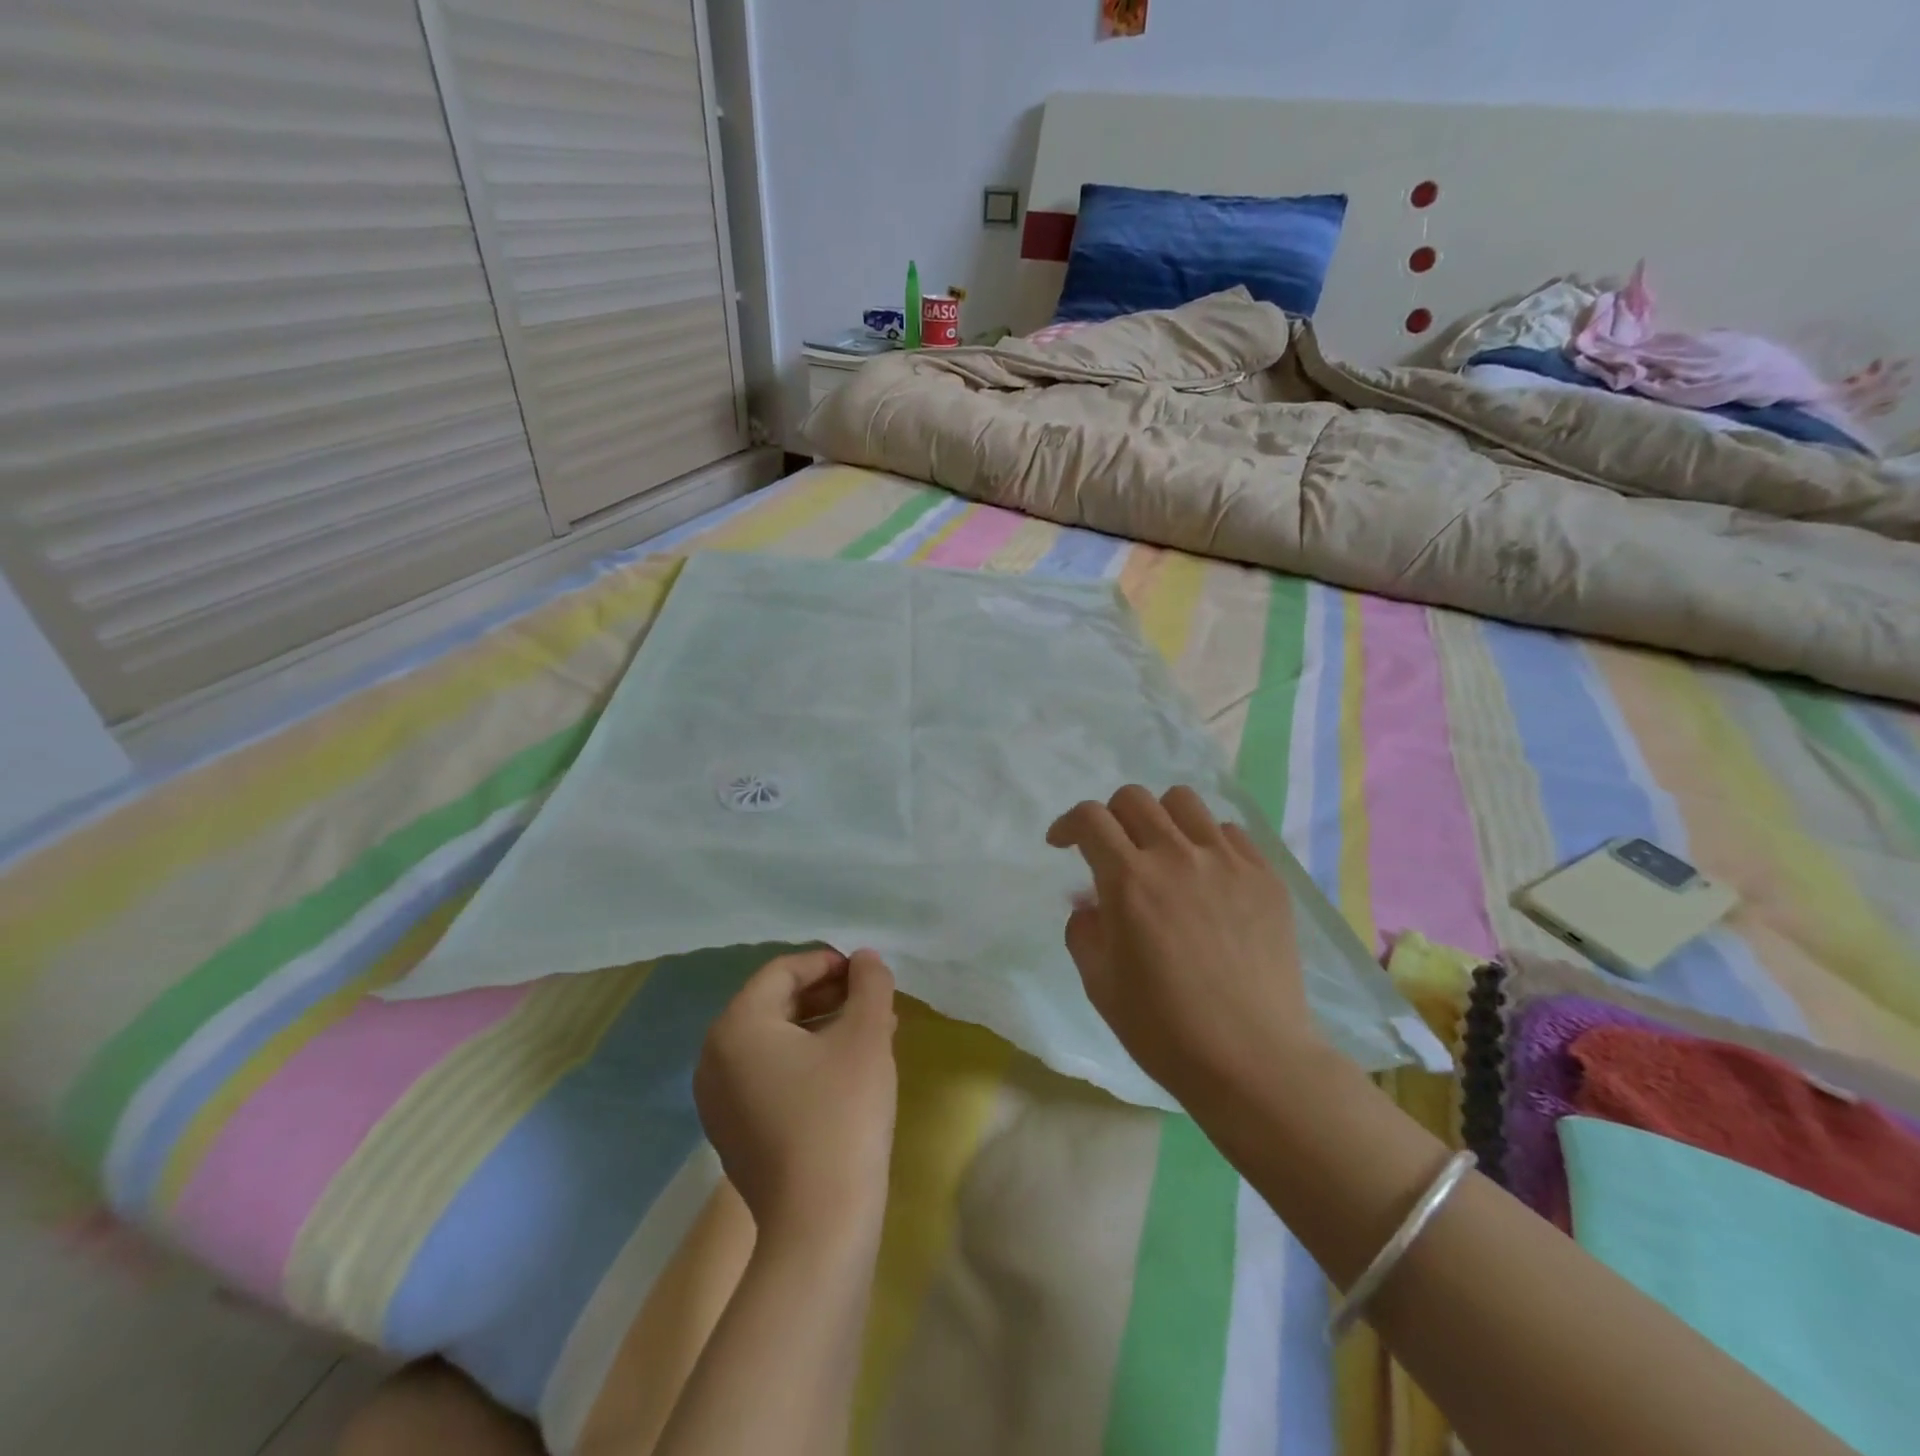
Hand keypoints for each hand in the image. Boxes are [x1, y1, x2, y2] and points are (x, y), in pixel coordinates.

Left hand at [694, 948, 898, 1241]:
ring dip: (819, 1027)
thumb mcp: (867, 1036)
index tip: (866, 972)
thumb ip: (870, 985)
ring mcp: (717, 1100)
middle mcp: (714, 1057)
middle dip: (826, 995)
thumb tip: (866, 959)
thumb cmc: (842, 1114)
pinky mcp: (731, 1133)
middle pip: (773, 1004)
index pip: (782, 972)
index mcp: (738, 1026)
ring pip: (772, 1041)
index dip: (827, 962)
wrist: (819, 1226)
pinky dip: (802, 1061)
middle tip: (870, 1001)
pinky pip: (766, 1075)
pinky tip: (843, 1073)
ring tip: (867, 1033)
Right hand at [1047, 786, 1317, 1103]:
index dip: (1068, 824)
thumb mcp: (1100, 984)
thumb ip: (1084, 930)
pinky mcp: (1265, 876)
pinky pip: (1229, 832)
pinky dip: (1206, 842)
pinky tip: (1207, 877)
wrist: (1253, 1061)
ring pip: (1183, 802)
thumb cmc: (1165, 1030)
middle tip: (1112, 851)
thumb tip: (1091, 903)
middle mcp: (1176, 856)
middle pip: (1134, 799)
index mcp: (1129, 881)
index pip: (1090, 819)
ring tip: (1162, 853)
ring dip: (1160, 819)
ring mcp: (1227, 862)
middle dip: (1110, 817)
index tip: (1062, 843)